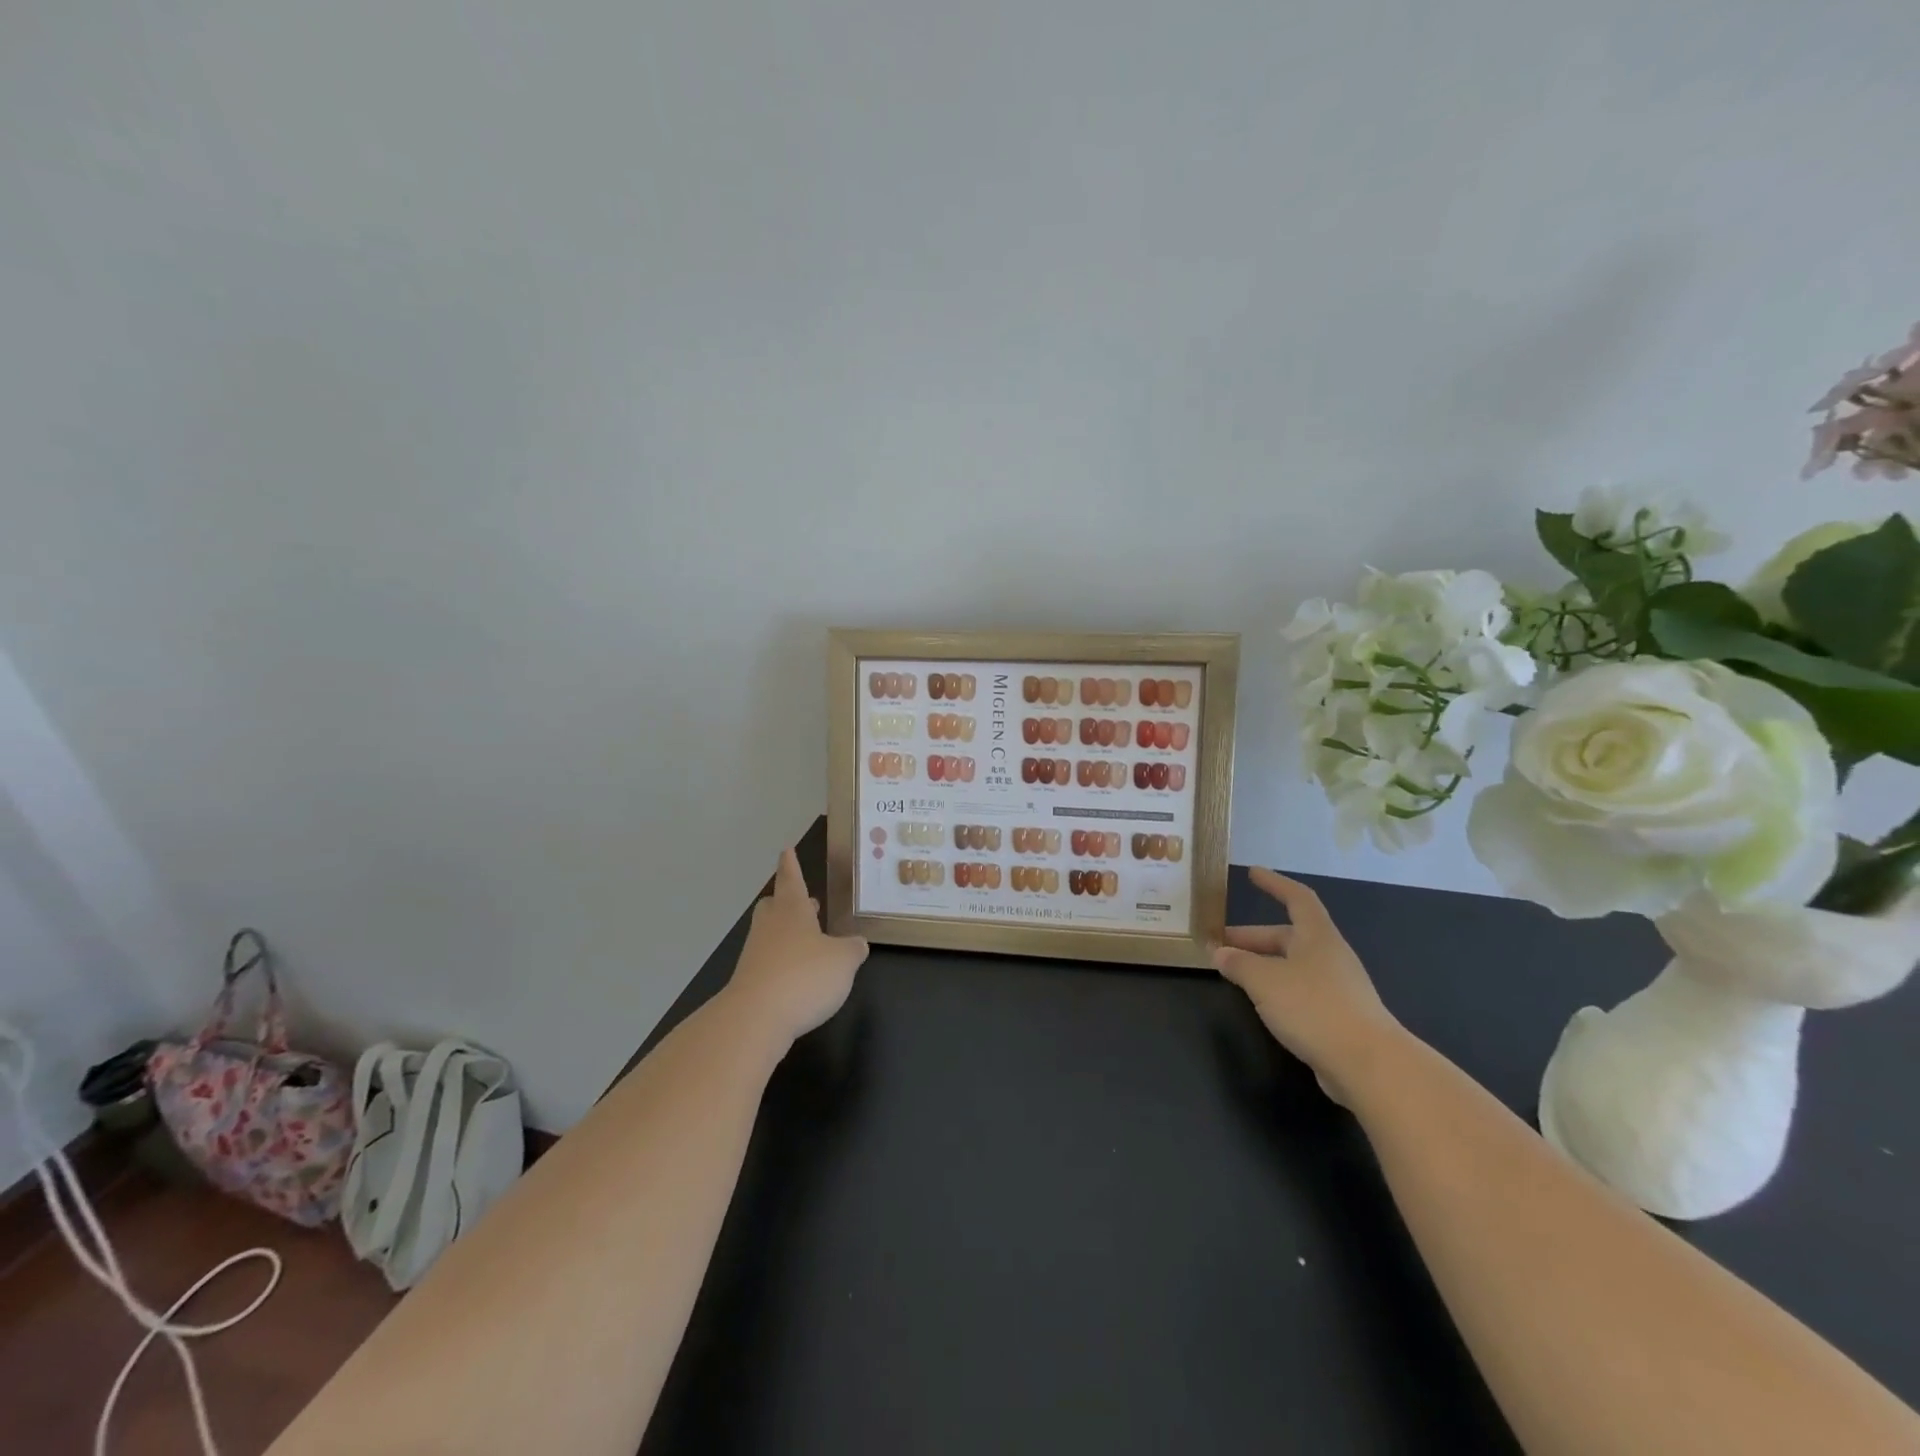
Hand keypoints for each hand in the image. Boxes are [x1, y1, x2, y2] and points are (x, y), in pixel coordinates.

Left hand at [723, 848, 869, 1044]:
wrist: (755, 1019)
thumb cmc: (804, 976)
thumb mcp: (844, 961)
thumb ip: (853, 949)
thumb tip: (856, 944)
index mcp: (792, 910)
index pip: (792, 879)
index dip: (791, 864)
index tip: (786, 850)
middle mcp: (771, 927)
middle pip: (774, 905)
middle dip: (786, 901)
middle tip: (804, 902)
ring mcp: (756, 955)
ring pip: (771, 934)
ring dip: (788, 935)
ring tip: (810, 942)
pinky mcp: (750, 983)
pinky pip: (768, 963)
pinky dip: (783, 964)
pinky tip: (800, 978)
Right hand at [1213, 868, 1404, 1104]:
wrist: (1369, 1065)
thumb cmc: (1314, 1007)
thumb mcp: (1264, 980)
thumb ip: (1239, 964)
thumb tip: (1220, 953)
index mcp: (1317, 937)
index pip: (1297, 898)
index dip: (1274, 884)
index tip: (1252, 873)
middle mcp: (1330, 956)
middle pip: (1288, 936)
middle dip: (1253, 938)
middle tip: (1221, 945)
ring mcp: (1338, 988)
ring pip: (1293, 966)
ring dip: (1263, 965)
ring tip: (1234, 975)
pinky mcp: (1339, 1017)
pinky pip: (1301, 991)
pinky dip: (1277, 990)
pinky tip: (1261, 1004)